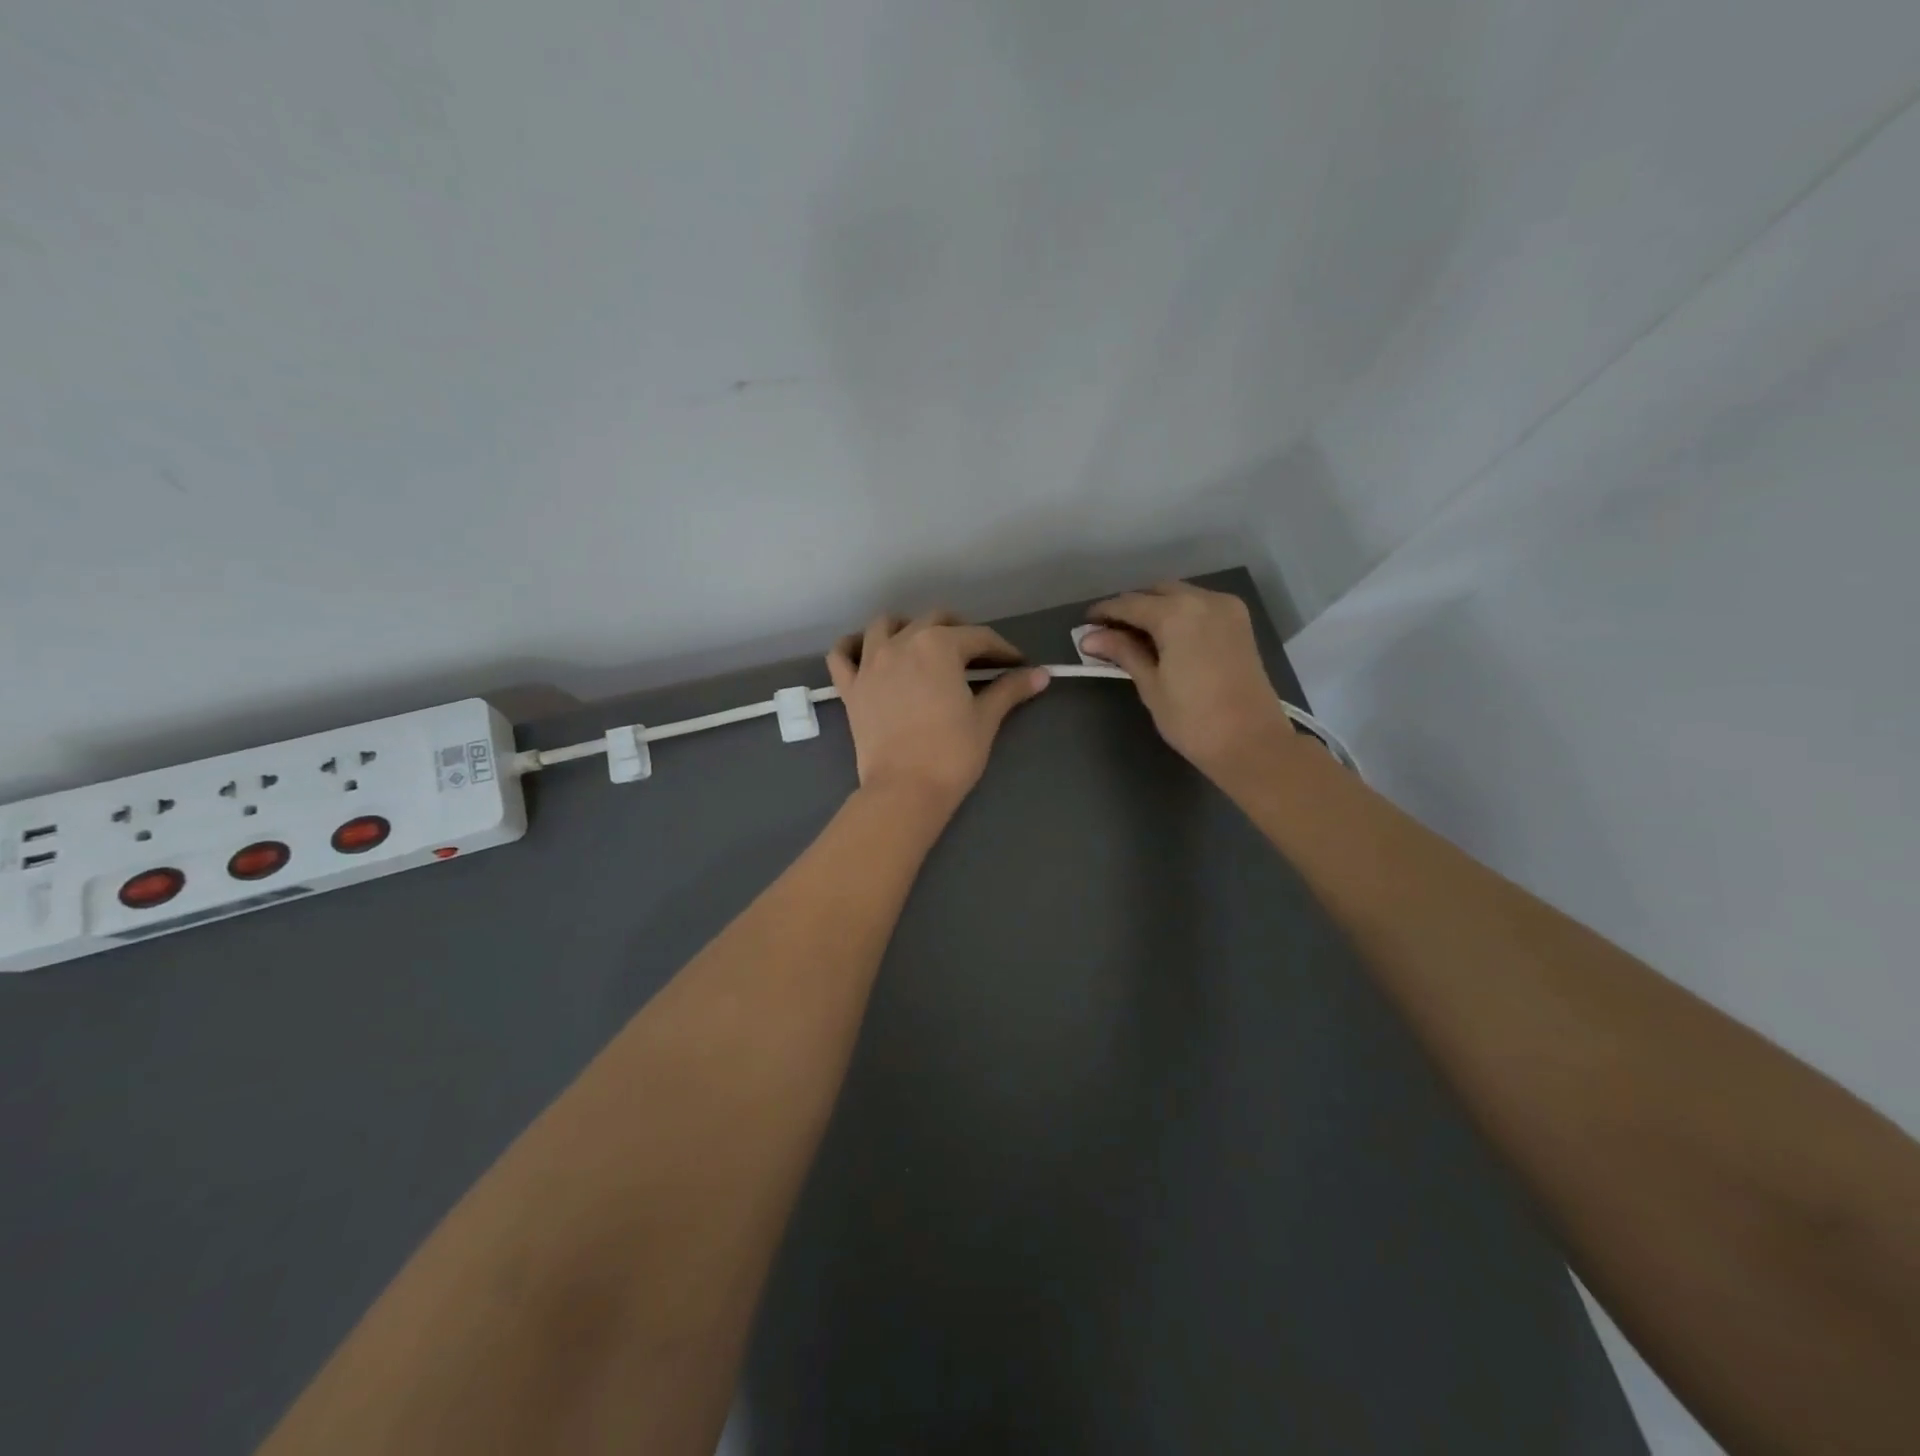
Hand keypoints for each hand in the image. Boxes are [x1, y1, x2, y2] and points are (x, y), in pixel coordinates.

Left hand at [827, 612, 1049, 811]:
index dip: (1002, 650)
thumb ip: (1010, 690)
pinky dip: (853, 646)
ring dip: (906, 626)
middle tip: (978, 657)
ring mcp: (870, 663)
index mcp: (939, 646)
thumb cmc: (951, 753)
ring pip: (885, 625)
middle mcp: (902, 642)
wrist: (904, 790)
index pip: (979, 638)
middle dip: (960, 632)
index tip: (1017, 665)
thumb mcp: (986, 719)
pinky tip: (867, 652)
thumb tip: (1041, 675)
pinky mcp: (850, 687)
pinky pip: (842, 654)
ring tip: (922, 644)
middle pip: (935, 621)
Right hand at [1081, 582, 1296, 775]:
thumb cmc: (1193, 719)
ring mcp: (1227, 608)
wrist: (1251, 743)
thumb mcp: (1151, 685)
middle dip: (1131, 607)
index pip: (1129, 604)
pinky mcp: (1240, 623)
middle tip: (1108, 632)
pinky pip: (1200, 605)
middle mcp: (1203, 599)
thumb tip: (1090, 638)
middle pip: (1156, 592)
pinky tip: (1165, 636)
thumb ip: (1123, 653)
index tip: (1084, 624)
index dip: (1104, 612)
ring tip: (1134, 635)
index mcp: (1177, 613)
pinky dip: (1179, 613)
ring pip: (1180, 595)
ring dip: (1155, 608)